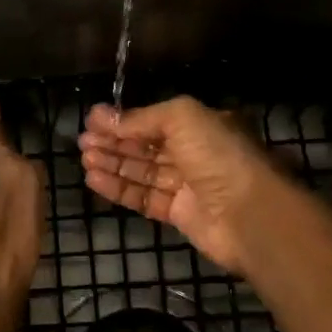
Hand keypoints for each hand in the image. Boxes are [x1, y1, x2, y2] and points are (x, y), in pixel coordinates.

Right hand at [79, 97, 284, 273]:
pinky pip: (144, 198)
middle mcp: (195, 153)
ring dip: (113, 164)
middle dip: (114, 142)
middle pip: (146, 146)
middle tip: (83, 142)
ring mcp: (187, 185)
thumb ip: (141, 118)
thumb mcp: (181, 118)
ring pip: (142, 172)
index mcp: (201, 126)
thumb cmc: (218, 156)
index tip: (92, 121)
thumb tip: (104, 117)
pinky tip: (94, 180)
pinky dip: (119, 189)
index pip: (155, 120)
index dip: (123, 120)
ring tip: (85, 159)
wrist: (249, 214)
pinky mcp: (179, 214)